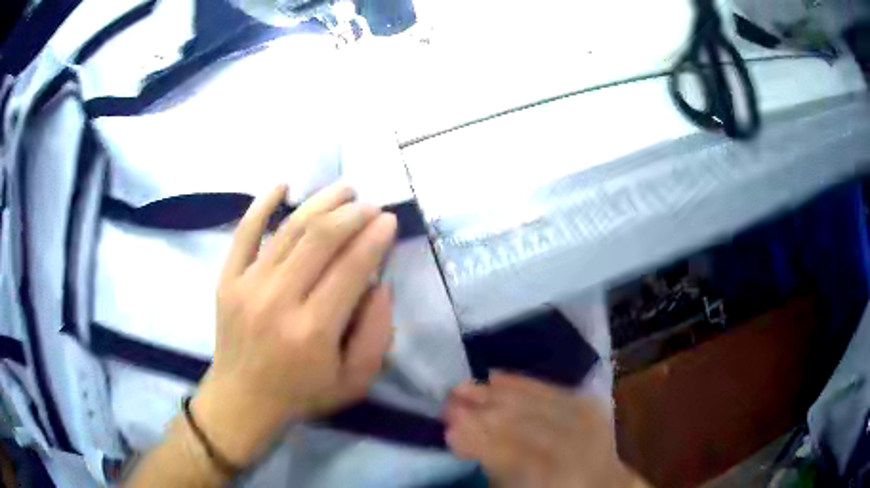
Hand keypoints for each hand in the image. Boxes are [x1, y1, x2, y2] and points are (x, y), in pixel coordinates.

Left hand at [192, 183, 396, 466]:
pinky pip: (244, 233)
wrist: (242, 399)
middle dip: (352, 214)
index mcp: (314, 330)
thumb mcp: (354, 382)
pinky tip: (282, 185)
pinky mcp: (227, 279)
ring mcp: (247, 285)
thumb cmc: (302, 394)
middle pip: (320, 239)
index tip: (389, 220)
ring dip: (320, 203)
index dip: (374, 237)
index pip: (350, 268)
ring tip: (344, 189)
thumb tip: (380, 285)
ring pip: (288, 230)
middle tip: (370, 205)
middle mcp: (279, 300)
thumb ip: (376, 336)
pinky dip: (262, 205)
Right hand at [444, 372, 646, 487]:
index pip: (515, 456)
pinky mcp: (591, 406)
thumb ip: (492, 463)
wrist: (599, 483)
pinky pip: (553, 389)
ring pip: (537, 403)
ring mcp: (589, 424)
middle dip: (483, 411)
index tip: (448, 428)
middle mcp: (578, 449)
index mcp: (558, 479)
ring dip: (496, 394)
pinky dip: (522, 383)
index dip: (480, 441)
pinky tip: (496, 376)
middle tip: (449, 401)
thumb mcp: (515, 486)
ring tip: (465, 387)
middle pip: (526, 425)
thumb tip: (458, 434)